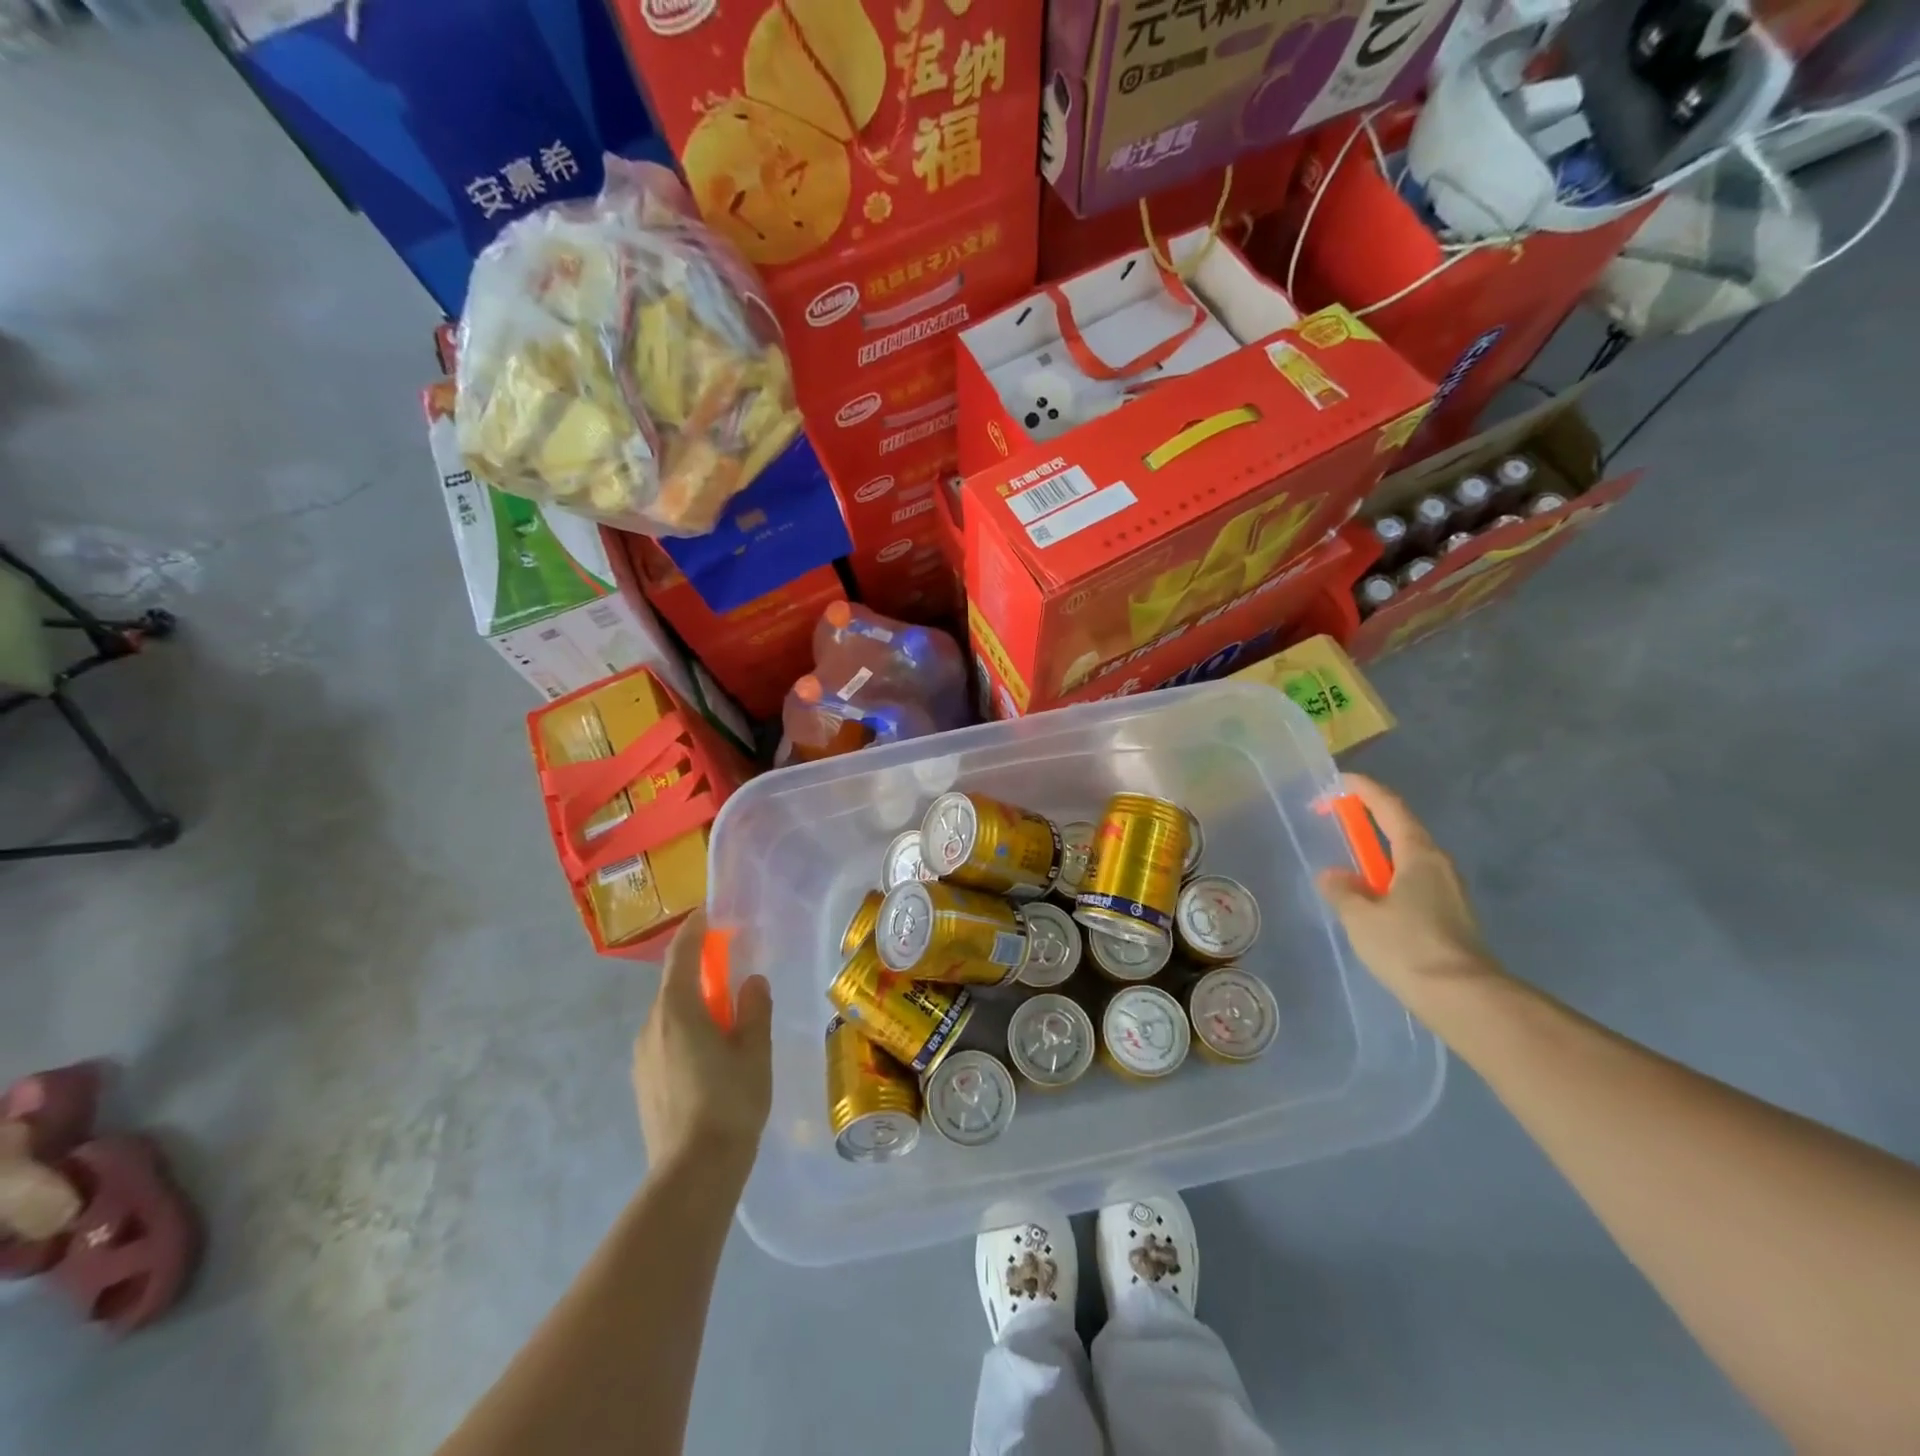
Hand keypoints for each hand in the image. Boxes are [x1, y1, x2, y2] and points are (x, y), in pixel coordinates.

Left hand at [633, 911, 771, 1180]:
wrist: (692, 1174)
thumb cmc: (730, 1103)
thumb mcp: (754, 1051)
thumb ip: (753, 1009)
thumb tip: (751, 982)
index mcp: (678, 1011)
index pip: (682, 956)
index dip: (695, 930)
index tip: (709, 913)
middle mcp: (651, 1027)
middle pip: (674, 986)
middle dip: (700, 972)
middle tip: (731, 970)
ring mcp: (641, 1058)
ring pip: (669, 1016)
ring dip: (694, 1006)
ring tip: (726, 1020)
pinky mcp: (643, 1083)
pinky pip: (665, 1041)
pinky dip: (686, 1032)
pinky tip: (710, 1057)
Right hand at [1318, 774, 1506, 1021]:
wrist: (1463, 999)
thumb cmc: (1407, 946)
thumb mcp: (1360, 917)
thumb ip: (1342, 890)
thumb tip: (1334, 875)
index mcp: (1418, 854)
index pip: (1389, 807)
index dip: (1364, 790)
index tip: (1339, 782)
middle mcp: (1439, 865)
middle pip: (1402, 830)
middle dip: (1370, 821)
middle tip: (1337, 821)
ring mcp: (1449, 892)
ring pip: (1407, 860)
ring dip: (1379, 855)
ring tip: (1349, 866)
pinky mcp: (1450, 917)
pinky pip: (1412, 884)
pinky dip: (1388, 880)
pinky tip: (1371, 901)